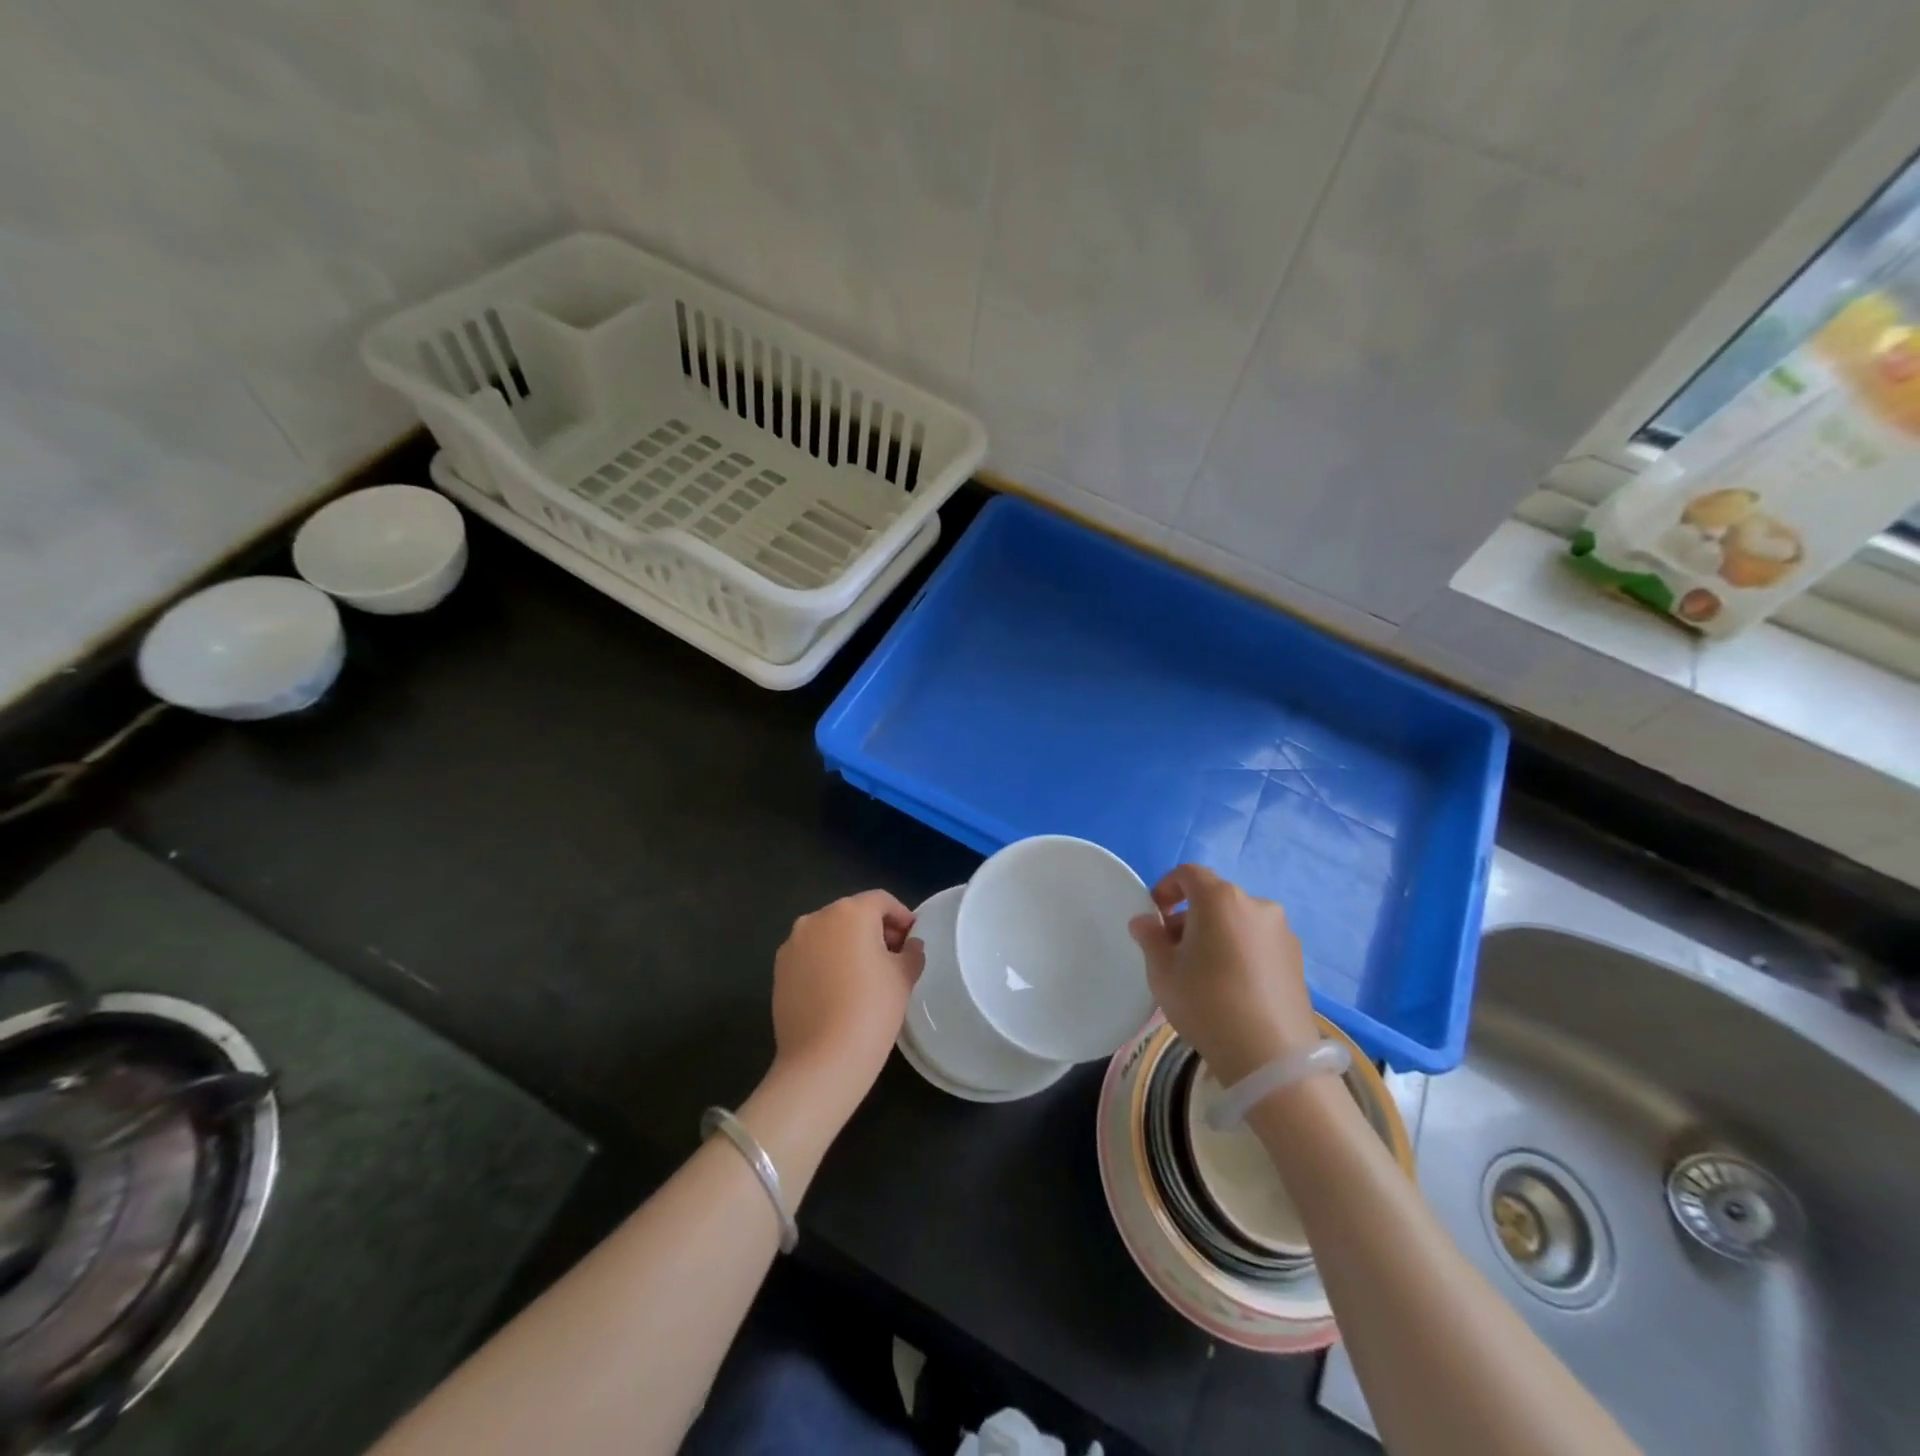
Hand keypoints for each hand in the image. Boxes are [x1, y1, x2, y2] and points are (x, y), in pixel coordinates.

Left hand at [770, 890, 924, 1112]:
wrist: (822, 1060)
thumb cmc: (872, 1009)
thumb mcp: (903, 978)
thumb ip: (911, 953)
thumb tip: (909, 946)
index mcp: (851, 912)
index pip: (881, 901)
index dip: (901, 916)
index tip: (912, 938)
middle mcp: (817, 918)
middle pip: (852, 913)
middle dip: (874, 929)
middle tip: (893, 956)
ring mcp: (793, 943)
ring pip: (828, 933)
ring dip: (848, 944)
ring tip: (864, 974)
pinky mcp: (779, 969)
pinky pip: (810, 954)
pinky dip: (826, 961)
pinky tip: (838, 989)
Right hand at [1128, 865, 1319, 1085]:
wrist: (1270, 1058)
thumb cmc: (1206, 1003)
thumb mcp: (1163, 972)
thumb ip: (1150, 938)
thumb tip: (1145, 921)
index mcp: (1220, 899)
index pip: (1188, 873)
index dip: (1167, 888)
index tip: (1155, 914)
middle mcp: (1256, 905)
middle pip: (1215, 898)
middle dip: (1190, 917)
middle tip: (1174, 950)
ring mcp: (1282, 932)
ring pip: (1238, 921)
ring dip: (1217, 934)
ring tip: (1203, 972)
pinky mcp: (1297, 959)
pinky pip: (1258, 942)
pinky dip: (1240, 951)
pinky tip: (1232, 987)